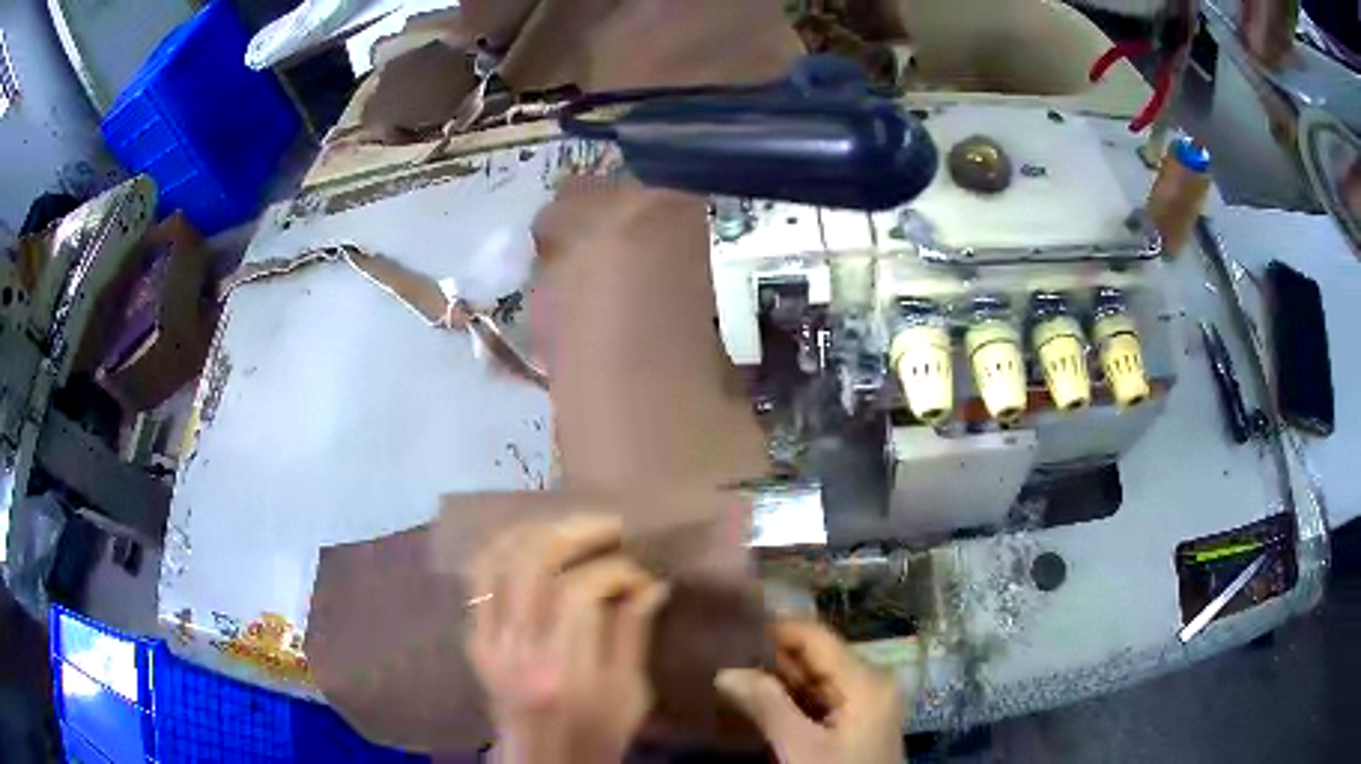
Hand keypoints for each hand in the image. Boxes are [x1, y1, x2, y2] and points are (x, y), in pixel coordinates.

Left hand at [467, 515, 669, 763]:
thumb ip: (634, 634)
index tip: (641, 574)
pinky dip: (504, 551)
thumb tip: (651, 583)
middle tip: (609, 527)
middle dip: (574, 532)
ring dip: (535, 532)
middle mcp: (516, 649)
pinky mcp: (474, 640)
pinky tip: (533, 545)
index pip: (579, 592)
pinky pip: (479, 579)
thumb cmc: (596, 735)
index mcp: (561, 670)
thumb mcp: (630, 694)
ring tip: (570, 526)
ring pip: (496, 560)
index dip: (616, 571)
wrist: (542, 762)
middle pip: (531, 563)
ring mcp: (487, 642)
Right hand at [716, 620, 904, 763]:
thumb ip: (767, 706)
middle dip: (770, 656)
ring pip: (815, 679)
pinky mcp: (857, 721)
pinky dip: (790, 698)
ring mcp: (866, 702)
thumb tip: (725, 671)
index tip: (730, 629)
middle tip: (722, 653)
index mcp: (866, 680)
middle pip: (816, 656)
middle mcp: (871, 681)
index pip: (816, 638)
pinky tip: (757, 699)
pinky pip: (820, 699)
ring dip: (776, 679)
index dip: (774, 629)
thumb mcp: (800, 748)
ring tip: (730, 671)